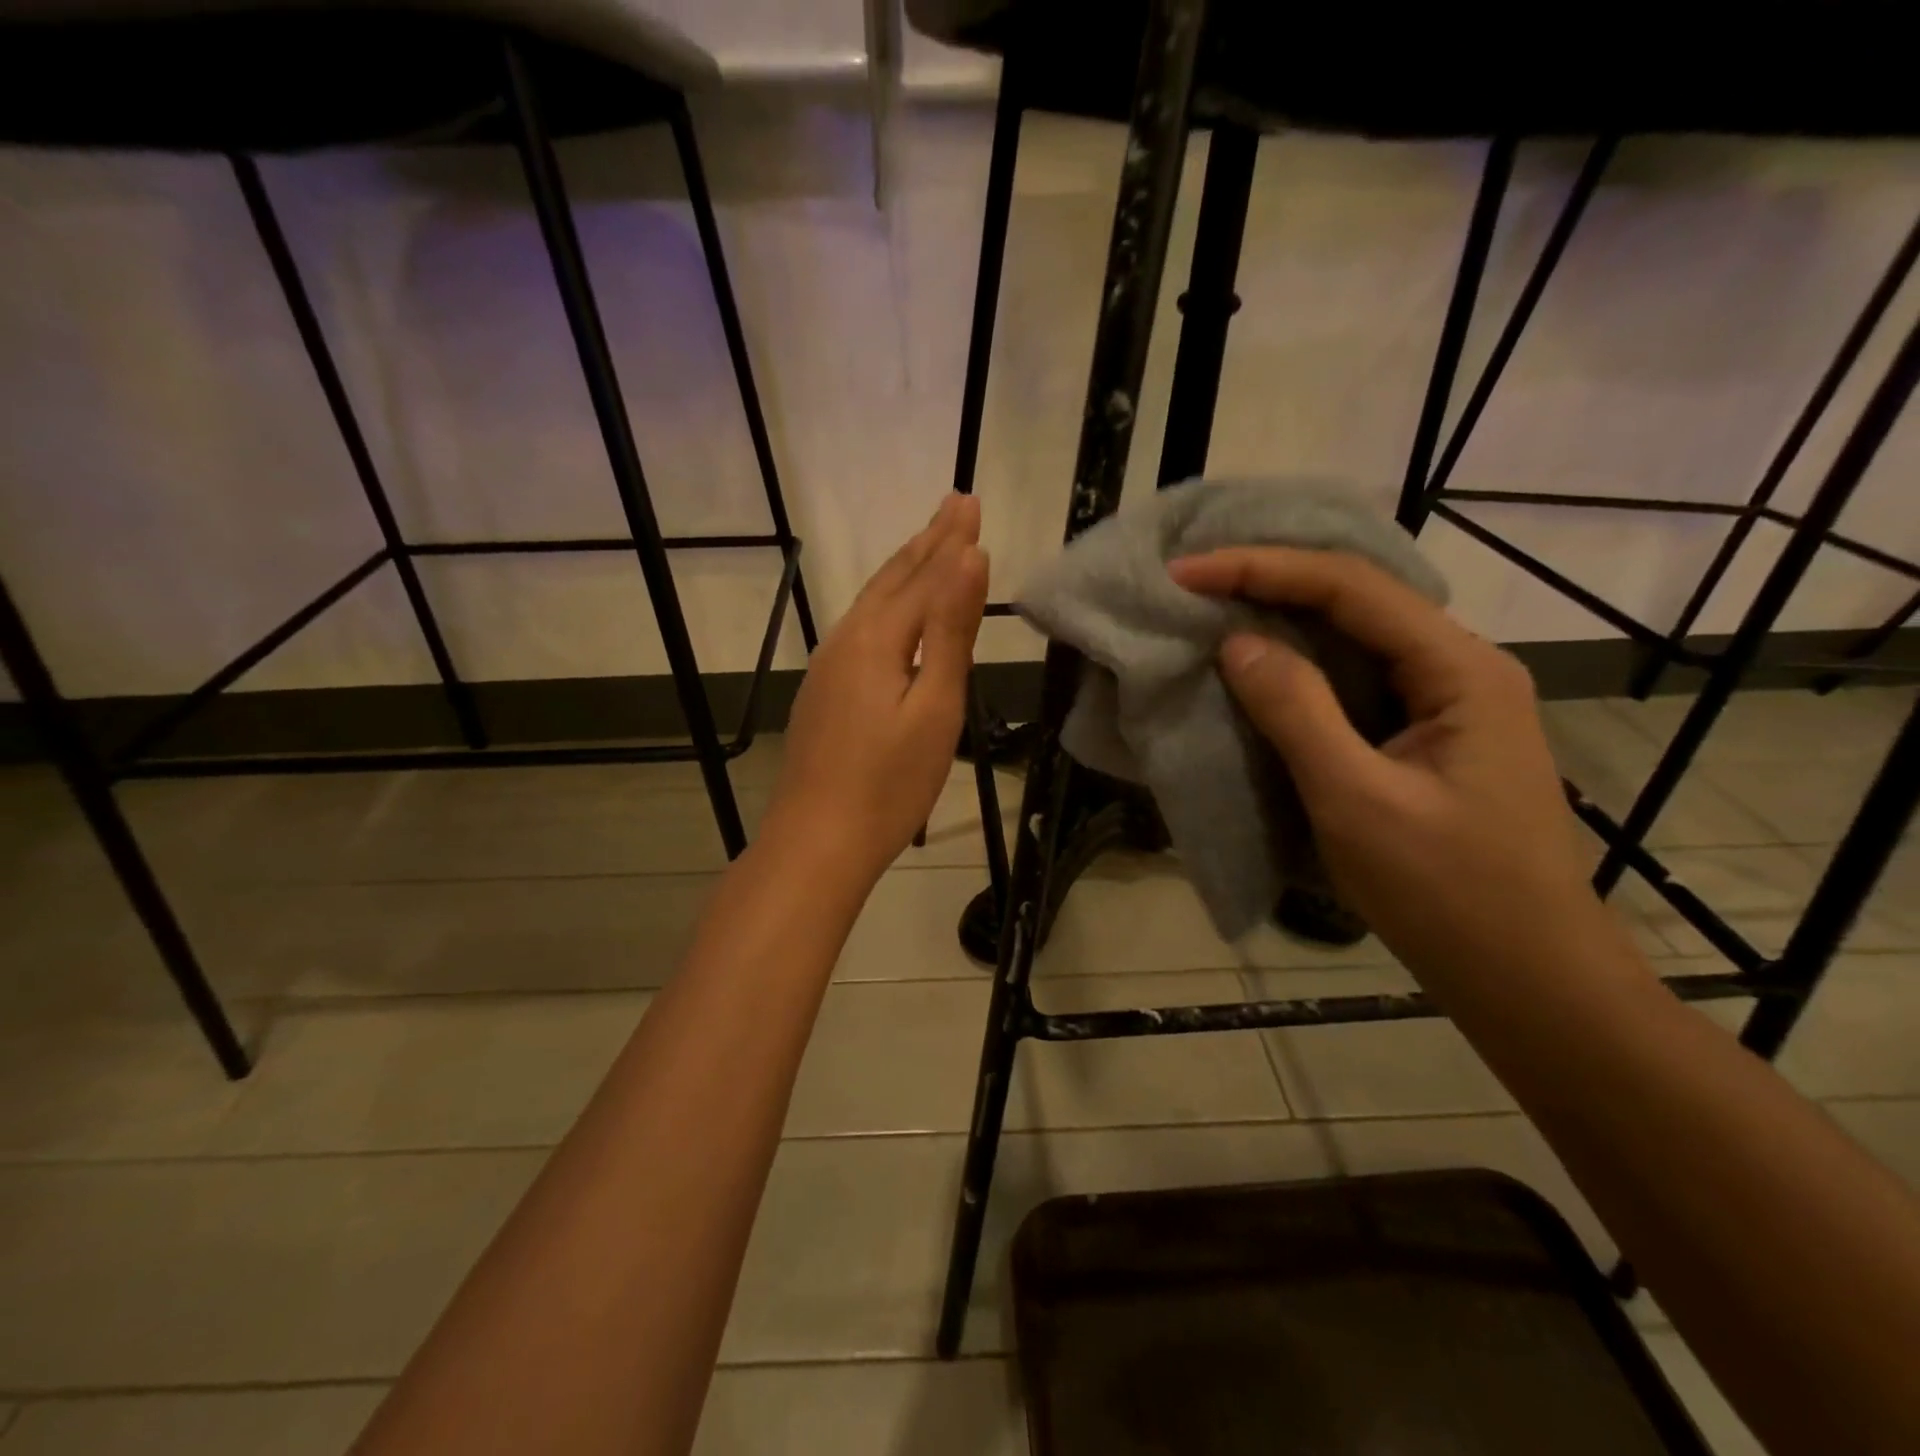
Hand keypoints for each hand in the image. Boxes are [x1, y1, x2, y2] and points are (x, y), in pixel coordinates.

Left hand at [767, 495, 988, 882]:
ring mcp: (828, 667)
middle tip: (954, 506)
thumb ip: (950, 630)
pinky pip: (859, 628)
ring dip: (904, 570)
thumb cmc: (889, 783)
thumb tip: (970, 558)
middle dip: (927, 542)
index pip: (923, 576)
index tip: (970, 501)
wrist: (818, 841)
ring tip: (927, 545)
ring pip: (871, 602)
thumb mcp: (934, 706)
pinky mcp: (823, 692)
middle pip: (892, 580)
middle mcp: (846, 641)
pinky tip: (889, 612)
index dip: (951, 540)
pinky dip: (885, 603)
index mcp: (876, 639)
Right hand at [1169, 547, 1621, 986]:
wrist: (1524, 974)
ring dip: (1283, 618)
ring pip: (1355, 635)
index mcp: (1460, 669)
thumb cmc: (1446, 892)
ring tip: (1214, 608)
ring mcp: (1447, 700)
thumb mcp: (1356, 800)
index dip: (1262, 569)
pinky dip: (1300, 665)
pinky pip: (1356, 677)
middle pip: (1357, 597)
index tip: (1187, 573)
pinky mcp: (1427, 732)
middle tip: (1194, 580)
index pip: (1351, 587)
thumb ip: (1297, 712)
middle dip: (1271, 580)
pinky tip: (1261, 665)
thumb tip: (1236, 642)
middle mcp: (1460, 665)